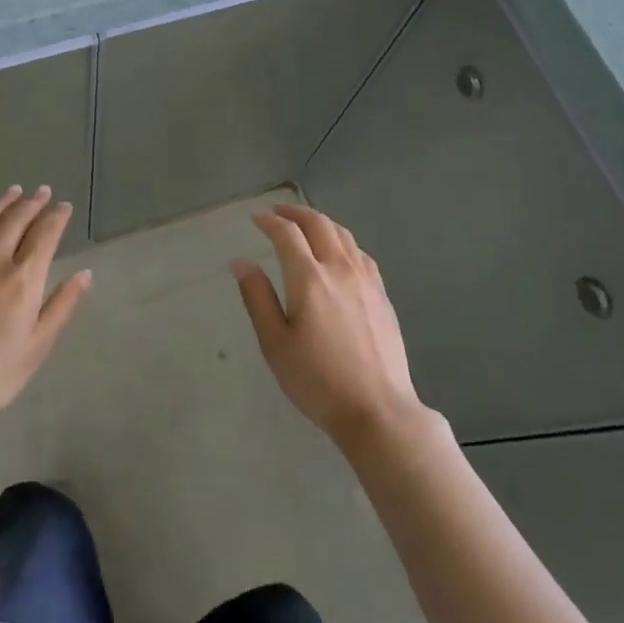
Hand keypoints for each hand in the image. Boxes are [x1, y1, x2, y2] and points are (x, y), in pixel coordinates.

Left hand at [0, 185, 91, 427]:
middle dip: (34, 202)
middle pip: (17, 219)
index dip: (57, 216)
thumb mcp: (38, 346)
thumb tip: (84, 274)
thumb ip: (62, 305)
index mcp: (24, 278)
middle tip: (44, 192)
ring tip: (15, 192)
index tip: (64, 207)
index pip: (45, 234)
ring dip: (4, 203)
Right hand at [232, 203, 424, 449]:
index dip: (270, 222)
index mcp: (309, 279)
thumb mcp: (275, 344)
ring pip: (344, 235)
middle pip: (319, 225)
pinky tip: (340, 252)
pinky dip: (343, 241)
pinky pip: (361, 253)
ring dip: (321, 223)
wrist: (378, 409)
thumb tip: (240, 262)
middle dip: (296, 213)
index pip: (287, 235)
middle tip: (278, 213)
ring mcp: (366, 280)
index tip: (256, 219)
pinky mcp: (383, 295)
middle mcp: (340, 269)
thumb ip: (257, 298)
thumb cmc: (317, 381)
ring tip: (307, 225)